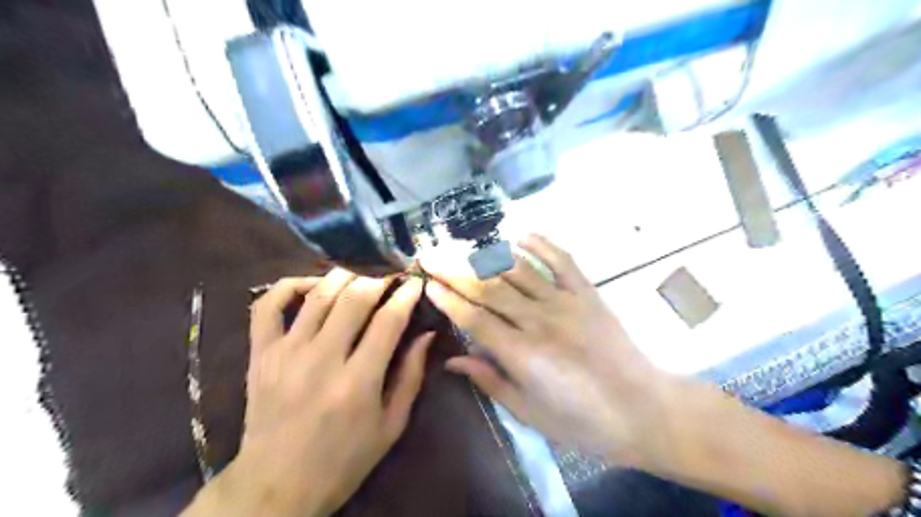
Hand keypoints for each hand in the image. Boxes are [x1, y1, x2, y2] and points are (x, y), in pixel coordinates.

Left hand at [200, 271, 432, 515]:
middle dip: (379, 279)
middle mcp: (321, 360)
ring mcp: (286, 353)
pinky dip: (290, 285)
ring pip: (318, 293)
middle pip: (354, 297)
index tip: (415, 283)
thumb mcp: (391, 426)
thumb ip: (411, 376)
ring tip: (360, 279)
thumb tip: (426, 335)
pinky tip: (312, 285)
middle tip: (390, 279)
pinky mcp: (260, 354)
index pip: (388, 321)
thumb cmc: (343, 460)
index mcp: (358, 382)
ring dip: (345, 277)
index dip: (406, 295)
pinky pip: (268, 305)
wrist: (276, 485)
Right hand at [424, 234, 673, 467]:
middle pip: (488, 288)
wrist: (642, 408)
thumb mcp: (530, 412)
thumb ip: (490, 380)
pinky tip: (519, 236)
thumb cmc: (582, 421)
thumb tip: (453, 359)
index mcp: (522, 354)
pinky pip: (561, 261)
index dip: (447, 299)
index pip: (473, 318)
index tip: (427, 283)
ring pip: (517, 270)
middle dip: (454, 269)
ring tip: (460, 245)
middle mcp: (539, 320)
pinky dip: (540, 244)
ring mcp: (565, 302)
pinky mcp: (587, 293)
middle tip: (430, 253)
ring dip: (486, 256)